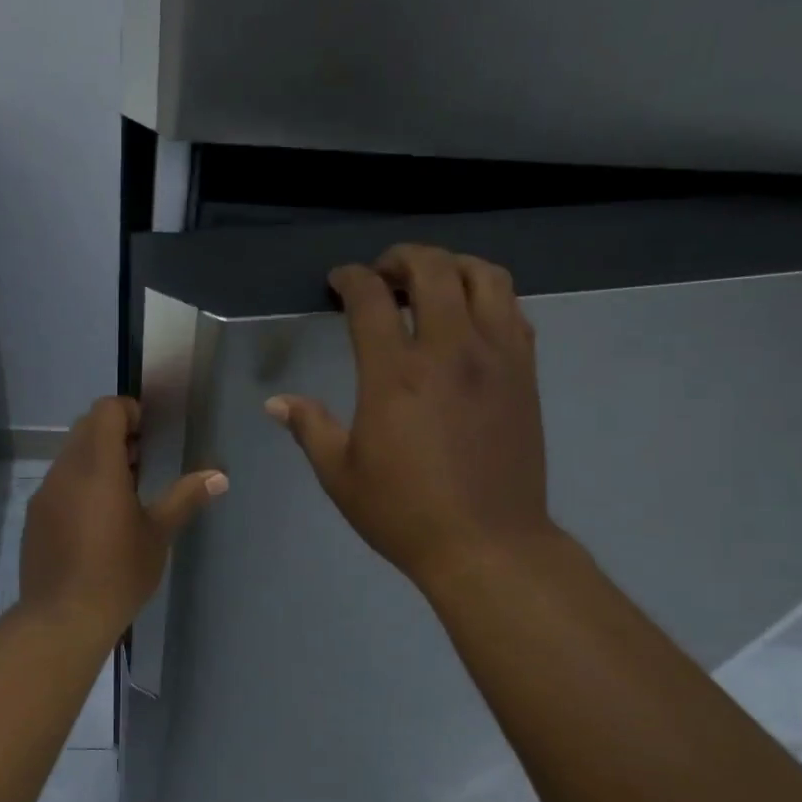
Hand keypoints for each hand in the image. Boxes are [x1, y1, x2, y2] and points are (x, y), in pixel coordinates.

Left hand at [20, 396, 226, 638]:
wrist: (63, 617)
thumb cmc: (118, 572)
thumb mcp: (158, 534)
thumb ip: (185, 497)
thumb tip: (219, 475)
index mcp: (97, 465)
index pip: (106, 410)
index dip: (128, 411)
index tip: (148, 433)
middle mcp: (65, 470)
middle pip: (86, 428)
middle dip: (114, 433)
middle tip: (141, 460)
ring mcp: (45, 493)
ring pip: (70, 455)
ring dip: (95, 458)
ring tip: (123, 490)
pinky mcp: (34, 516)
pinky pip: (58, 482)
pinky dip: (78, 482)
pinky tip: (96, 518)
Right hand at [267, 245, 554, 594]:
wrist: (488, 544)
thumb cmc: (404, 512)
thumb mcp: (340, 474)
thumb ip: (309, 428)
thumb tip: (276, 402)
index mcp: (394, 374)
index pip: (371, 299)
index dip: (350, 279)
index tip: (338, 282)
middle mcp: (448, 350)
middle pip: (432, 269)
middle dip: (401, 258)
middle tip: (382, 275)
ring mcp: (495, 357)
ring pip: (484, 276)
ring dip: (451, 266)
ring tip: (431, 283)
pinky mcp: (525, 371)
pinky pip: (512, 309)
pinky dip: (487, 295)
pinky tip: (468, 317)